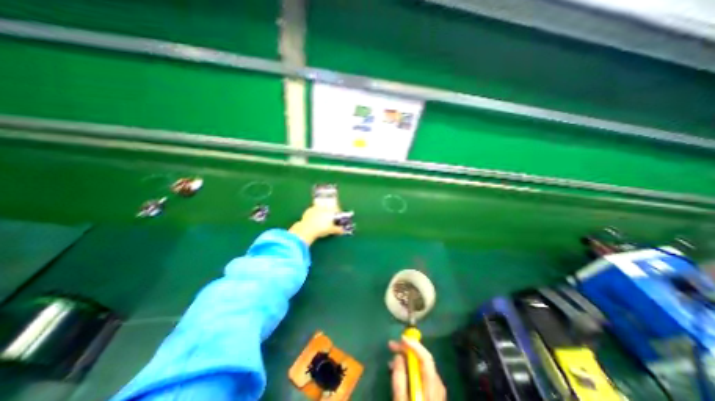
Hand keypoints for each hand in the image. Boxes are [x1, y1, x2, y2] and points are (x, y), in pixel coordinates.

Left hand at [290, 203, 345, 243]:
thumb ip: (338, 229)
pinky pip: (313, 211)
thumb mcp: (331, 230)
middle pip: (328, 208)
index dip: (338, 212)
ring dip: (321, 212)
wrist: (307, 229)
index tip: (338, 216)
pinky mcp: (308, 210)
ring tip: (321, 219)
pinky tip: (313, 220)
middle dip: (329, 212)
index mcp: (330, 211)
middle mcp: (323, 207)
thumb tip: (342, 230)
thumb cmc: (321, 229)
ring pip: (320, 209)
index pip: (336, 209)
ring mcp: (315, 208)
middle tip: (329, 218)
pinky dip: (314, 214)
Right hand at [390, 335, 445, 400]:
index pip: (426, 359)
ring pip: (422, 366)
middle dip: (408, 350)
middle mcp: (437, 387)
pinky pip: (422, 374)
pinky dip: (411, 368)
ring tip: (392, 360)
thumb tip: (398, 356)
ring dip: (408, 359)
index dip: (414, 345)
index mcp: (432, 390)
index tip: (401, 338)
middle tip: (391, 346)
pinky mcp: (434, 395)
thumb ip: (399, 380)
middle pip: (424, 360)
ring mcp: (437, 391)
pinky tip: (401, 371)